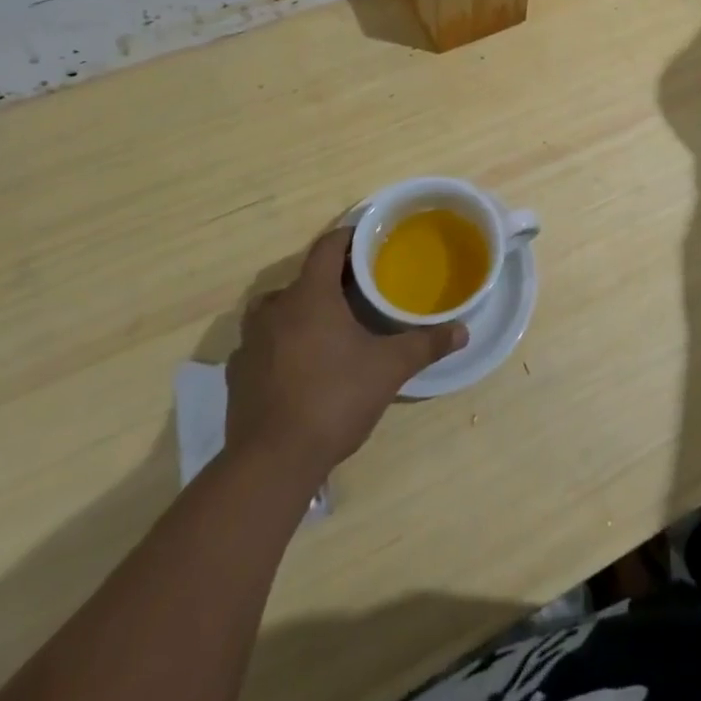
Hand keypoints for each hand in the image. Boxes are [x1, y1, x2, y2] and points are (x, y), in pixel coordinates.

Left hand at [225, 227, 466, 475]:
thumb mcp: (389, 369)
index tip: (368, 241)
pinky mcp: (238, 374)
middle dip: (329, 280)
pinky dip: (280, 344)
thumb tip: (463, 331)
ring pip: (277, 309)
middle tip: (358, 291)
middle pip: (303, 278)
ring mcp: (250, 342)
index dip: (348, 237)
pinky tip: (300, 366)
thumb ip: (425, 345)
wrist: (272, 462)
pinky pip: (262, 343)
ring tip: (328, 327)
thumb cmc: (334, 399)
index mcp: (310, 295)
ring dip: (300, 310)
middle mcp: (275, 308)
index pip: (327, 247)